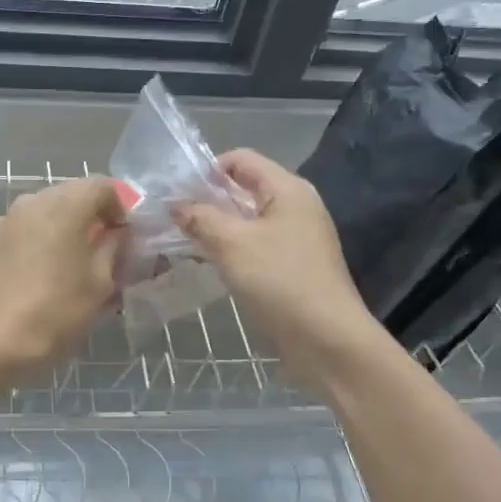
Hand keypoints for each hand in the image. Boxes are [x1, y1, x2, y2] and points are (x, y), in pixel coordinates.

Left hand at [0, 177, 126, 374]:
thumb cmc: (57, 311)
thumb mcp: (100, 283)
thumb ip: (113, 248)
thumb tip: (116, 233)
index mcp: (65, 206)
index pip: (101, 186)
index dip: (119, 206)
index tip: (124, 234)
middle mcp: (31, 202)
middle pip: (69, 194)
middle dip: (88, 215)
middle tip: (99, 247)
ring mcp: (3, 220)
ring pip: (41, 211)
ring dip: (58, 227)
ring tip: (65, 261)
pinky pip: (18, 230)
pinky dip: (32, 240)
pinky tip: (34, 272)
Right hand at [174, 149, 380, 387]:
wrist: (328, 341)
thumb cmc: (280, 281)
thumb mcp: (232, 244)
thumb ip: (200, 218)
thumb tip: (176, 204)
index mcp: (287, 189)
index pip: (240, 159)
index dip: (206, 170)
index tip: (176, 194)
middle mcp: (295, 206)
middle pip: (243, 188)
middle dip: (207, 200)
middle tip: (172, 218)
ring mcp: (296, 237)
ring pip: (247, 219)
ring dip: (216, 226)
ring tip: (182, 240)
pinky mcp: (292, 265)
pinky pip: (255, 244)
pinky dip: (231, 247)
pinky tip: (208, 262)